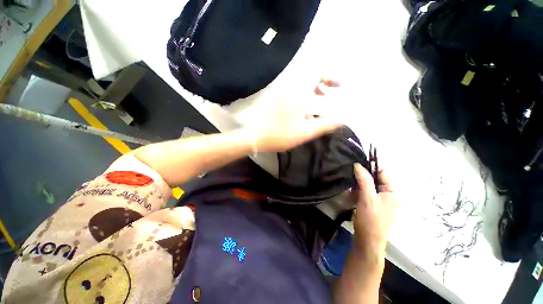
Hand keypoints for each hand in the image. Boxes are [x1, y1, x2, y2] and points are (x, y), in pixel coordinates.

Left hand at [250, 78, 342, 152]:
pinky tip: (303, 109)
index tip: (339, 86)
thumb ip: (325, 125)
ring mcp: (280, 92)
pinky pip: (292, 91)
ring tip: (318, 100)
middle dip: (322, 83)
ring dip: (311, 90)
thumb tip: (341, 120)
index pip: (317, 73)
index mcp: (297, 92)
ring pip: (300, 85)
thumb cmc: (280, 134)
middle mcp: (288, 87)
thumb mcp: (305, 132)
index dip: (330, 76)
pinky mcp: (274, 99)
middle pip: (308, 77)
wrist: (254, 136)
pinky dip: (301, 96)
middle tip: (329, 94)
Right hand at [351, 164, 399, 258]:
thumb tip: (358, 164)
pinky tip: (352, 197)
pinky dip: (358, 193)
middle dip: (361, 180)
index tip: (356, 167)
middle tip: (352, 183)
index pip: (383, 173)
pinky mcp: (373, 205)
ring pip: (367, 186)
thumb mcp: (367, 197)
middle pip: (374, 179)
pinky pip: (365, 193)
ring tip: (351, 193)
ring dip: (358, 187)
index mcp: (393, 192)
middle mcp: (389, 195)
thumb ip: (364, 180)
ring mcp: (381, 200)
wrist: (367, 241)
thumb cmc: (370, 219)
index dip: (370, 168)